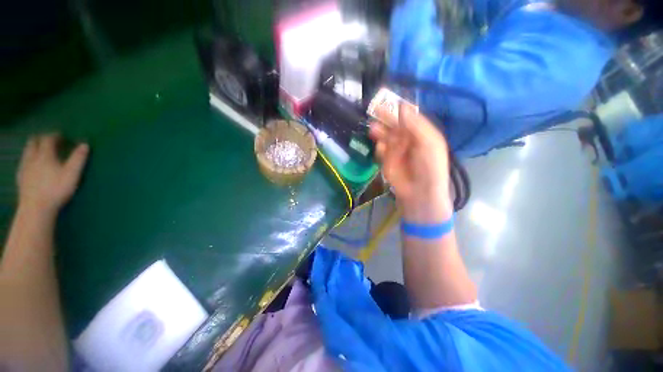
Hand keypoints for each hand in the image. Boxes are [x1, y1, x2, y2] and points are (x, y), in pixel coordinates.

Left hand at [17, 134, 88, 215]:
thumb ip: (78, 158)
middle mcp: (32, 157)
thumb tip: (85, 144)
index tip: (62, 136)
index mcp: (45, 154)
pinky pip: (23, 163)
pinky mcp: (20, 177)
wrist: (36, 208)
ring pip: (27, 152)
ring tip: (41, 153)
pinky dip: (29, 160)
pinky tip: (32, 166)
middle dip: (41, 139)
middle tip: (50, 142)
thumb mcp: (72, 174)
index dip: (55, 136)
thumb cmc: (56, 189)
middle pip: (33, 142)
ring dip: (34, 149)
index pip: (48, 139)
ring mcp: (24, 167)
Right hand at [369, 104, 451, 221]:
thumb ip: (416, 125)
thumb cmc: (430, 166)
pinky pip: (380, 150)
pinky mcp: (386, 160)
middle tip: (375, 113)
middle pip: (393, 125)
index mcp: (419, 132)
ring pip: (384, 136)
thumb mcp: (429, 143)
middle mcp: (407, 138)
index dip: (398, 109)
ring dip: (379, 132)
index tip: (387, 101)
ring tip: (373, 130)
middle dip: (384, 119)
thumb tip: (402, 107)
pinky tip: (381, 149)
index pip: (407, 116)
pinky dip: (379, 148)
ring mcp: (395, 150)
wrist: (420, 192)